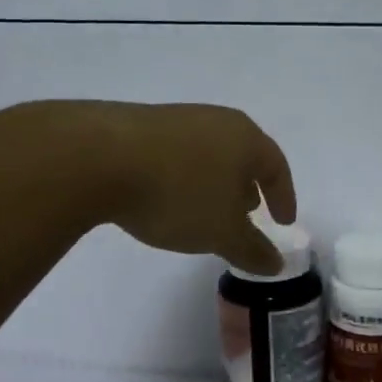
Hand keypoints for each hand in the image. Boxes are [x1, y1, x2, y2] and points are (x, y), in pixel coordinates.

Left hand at [94, 102, 297, 275]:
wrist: (97, 157)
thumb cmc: (178, 193)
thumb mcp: (221, 232)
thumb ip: (252, 249)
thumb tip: (277, 263)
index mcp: (245, 138)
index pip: (277, 166)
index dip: (284, 197)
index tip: (283, 221)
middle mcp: (216, 120)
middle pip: (243, 155)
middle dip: (249, 186)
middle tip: (249, 213)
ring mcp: (177, 119)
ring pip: (209, 153)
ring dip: (215, 182)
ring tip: (207, 209)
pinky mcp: (141, 124)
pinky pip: (177, 153)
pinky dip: (185, 176)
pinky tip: (168, 197)